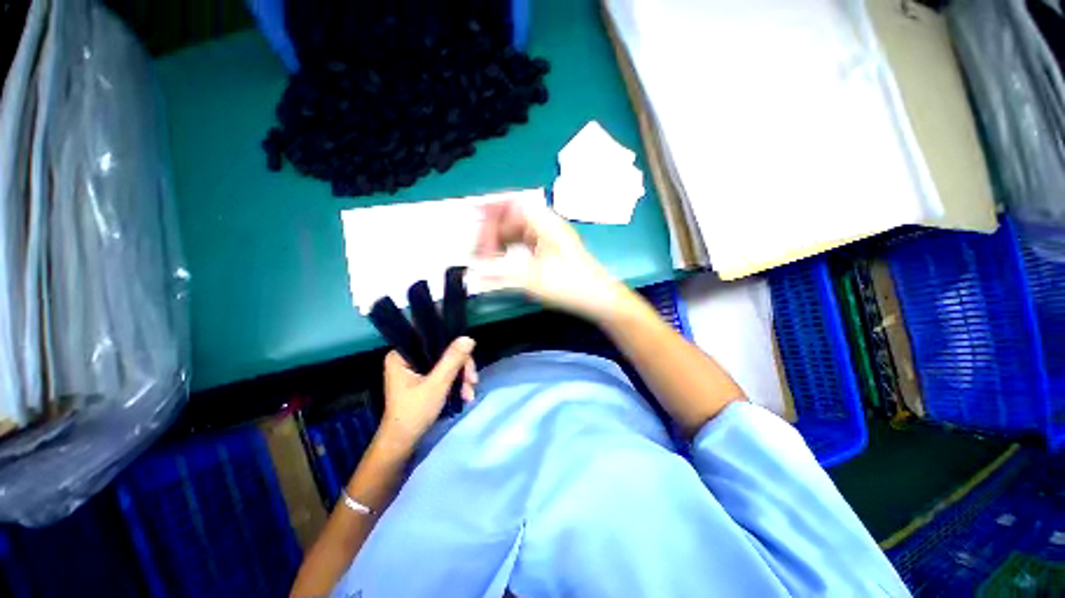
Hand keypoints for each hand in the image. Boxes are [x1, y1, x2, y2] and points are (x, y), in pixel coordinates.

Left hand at [378, 337, 477, 449]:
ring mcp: (413, 370)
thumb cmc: (414, 412)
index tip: (468, 367)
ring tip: (469, 395)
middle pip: (442, 353)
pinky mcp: (420, 380)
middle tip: (472, 383)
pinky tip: (464, 395)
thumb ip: (452, 360)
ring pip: (445, 364)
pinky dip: (454, 383)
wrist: (402, 443)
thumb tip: (468, 338)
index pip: (434, 341)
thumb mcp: (437, 385)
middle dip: (461, 369)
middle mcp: (406, 358)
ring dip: (461, 378)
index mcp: (401, 355)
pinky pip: (442, 373)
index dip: (455, 350)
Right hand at [469, 201, 635, 322]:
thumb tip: (476, 273)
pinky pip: (525, 242)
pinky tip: (504, 261)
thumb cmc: (571, 285)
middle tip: (479, 247)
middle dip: (494, 228)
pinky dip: (511, 248)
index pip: (515, 203)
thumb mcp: (535, 279)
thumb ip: (501, 274)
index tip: (475, 216)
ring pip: (519, 230)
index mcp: (546, 225)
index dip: (494, 205)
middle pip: (515, 216)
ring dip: (501, 239)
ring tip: (486, 255)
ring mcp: (550, 238)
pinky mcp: (551, 251)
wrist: (600, 298)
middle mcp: (548, 226)